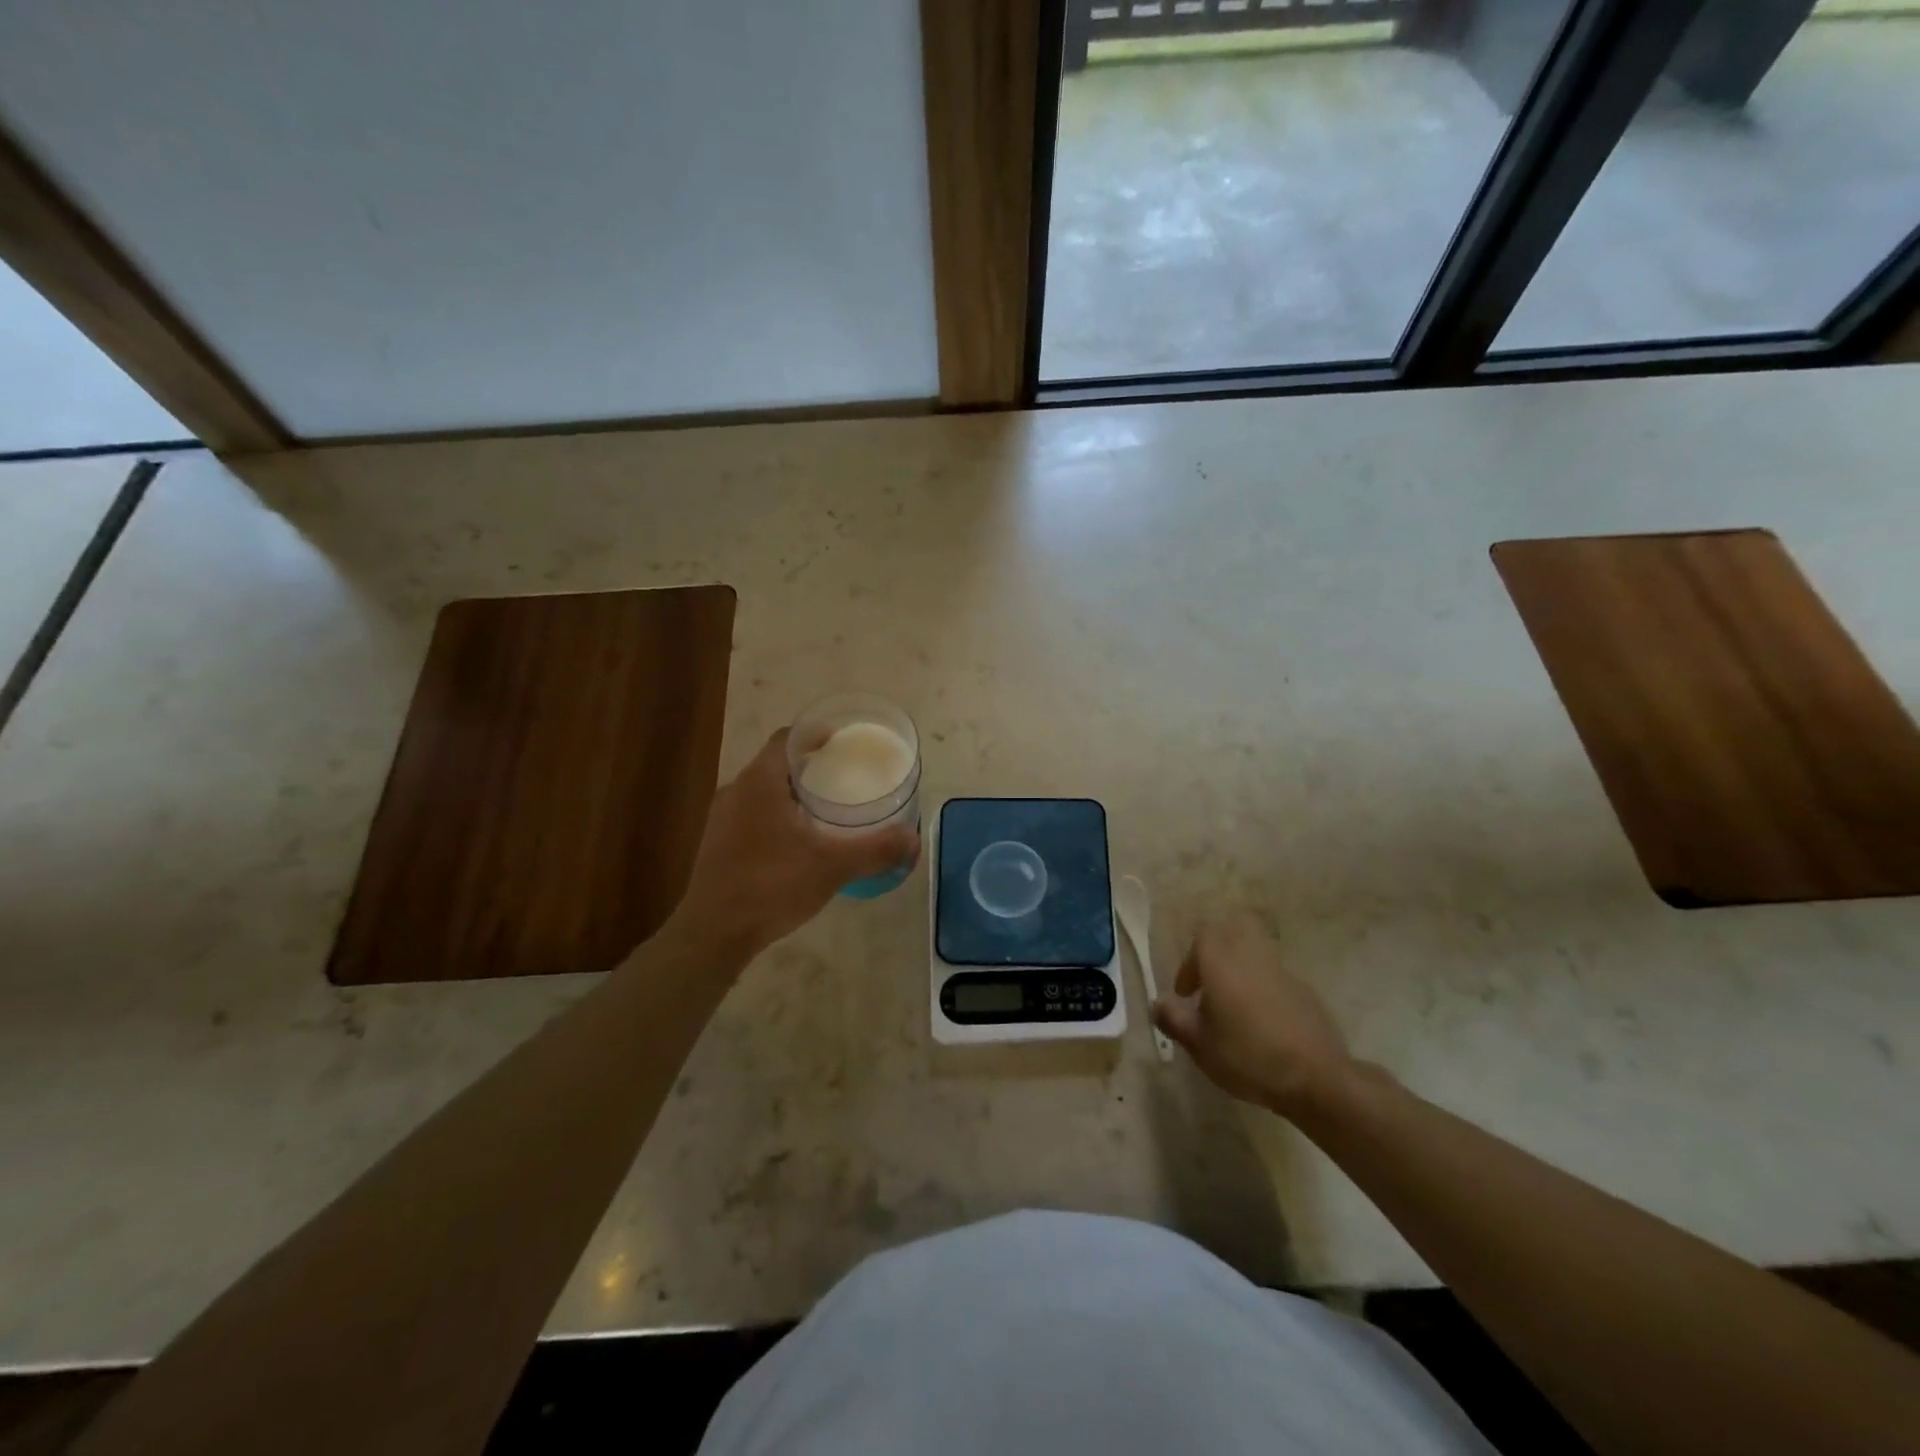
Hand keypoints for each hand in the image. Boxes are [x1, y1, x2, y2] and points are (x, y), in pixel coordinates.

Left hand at [669, 728, 918, 956]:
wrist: (712, 935)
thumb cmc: (770, 886)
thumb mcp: (832, 867)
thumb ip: (875, 850)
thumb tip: (913, 840)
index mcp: (759, 782)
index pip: (788, 738)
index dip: (815, 735)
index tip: (843, 743)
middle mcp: (736, 791)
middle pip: (776, 764)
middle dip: (810, 766)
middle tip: (844, 777)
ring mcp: (722, 819)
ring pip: (763, 792)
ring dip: (792, 794)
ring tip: (826, 809)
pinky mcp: (718, 845)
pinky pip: (753, 816)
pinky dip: (778, 817)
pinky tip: (799, 843)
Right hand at [1152, 914, 1353, 1117]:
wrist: (1316, 1077)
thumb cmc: (1248, 1056)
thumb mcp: (1199, 1045)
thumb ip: (1173, 1020)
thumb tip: (1157, 1004)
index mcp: (1222, 963)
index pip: (1202, 937)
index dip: (1189, 962)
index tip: (1186, 994)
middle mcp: (1251, 958)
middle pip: (1230, 939)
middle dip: (1215, 961)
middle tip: (1209, 994)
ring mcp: (1283, 973)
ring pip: (1254, 958)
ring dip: (1240, 976)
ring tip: (1235, 1013)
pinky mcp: (1305, 992)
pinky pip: (1275, 981)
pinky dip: (1264, 993)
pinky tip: (1265, 1027)